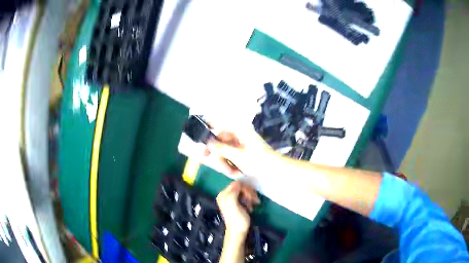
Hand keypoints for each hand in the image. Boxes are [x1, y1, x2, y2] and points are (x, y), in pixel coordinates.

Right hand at [206, 126, 279, 176]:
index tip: (197, 135)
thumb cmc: (258, 161)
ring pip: (222, 151)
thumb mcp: (237, 155)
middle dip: (218, 155)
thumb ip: (220, 148)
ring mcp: (239, 144)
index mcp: (238, 130)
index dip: (205, 126)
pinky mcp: (241, 153)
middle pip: (218, 141)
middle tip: (209, 161)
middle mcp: (237, 134)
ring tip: (233, 173)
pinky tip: (236, 172)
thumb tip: (206, 141)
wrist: (275, 170)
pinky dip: (230, 165)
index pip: (217, 122)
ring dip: (225, 163)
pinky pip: (229, 157)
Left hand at [216, 181, 259, 236]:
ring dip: (250, 198)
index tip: (251, 197)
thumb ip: (234, 192)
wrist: (238, 232)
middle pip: (241, 187)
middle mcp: (226, 195)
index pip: (237, 183)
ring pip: (244, 191)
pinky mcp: (236, 203)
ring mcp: (231, 199)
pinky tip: (250, 207)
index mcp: (223, 194)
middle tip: (254, 201)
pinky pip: (245, 197)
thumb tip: (238, 183)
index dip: (246, 189)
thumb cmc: (238, 220)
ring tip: (252, 206)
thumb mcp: (234, 204)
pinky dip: (249, 201)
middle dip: (249, 193)